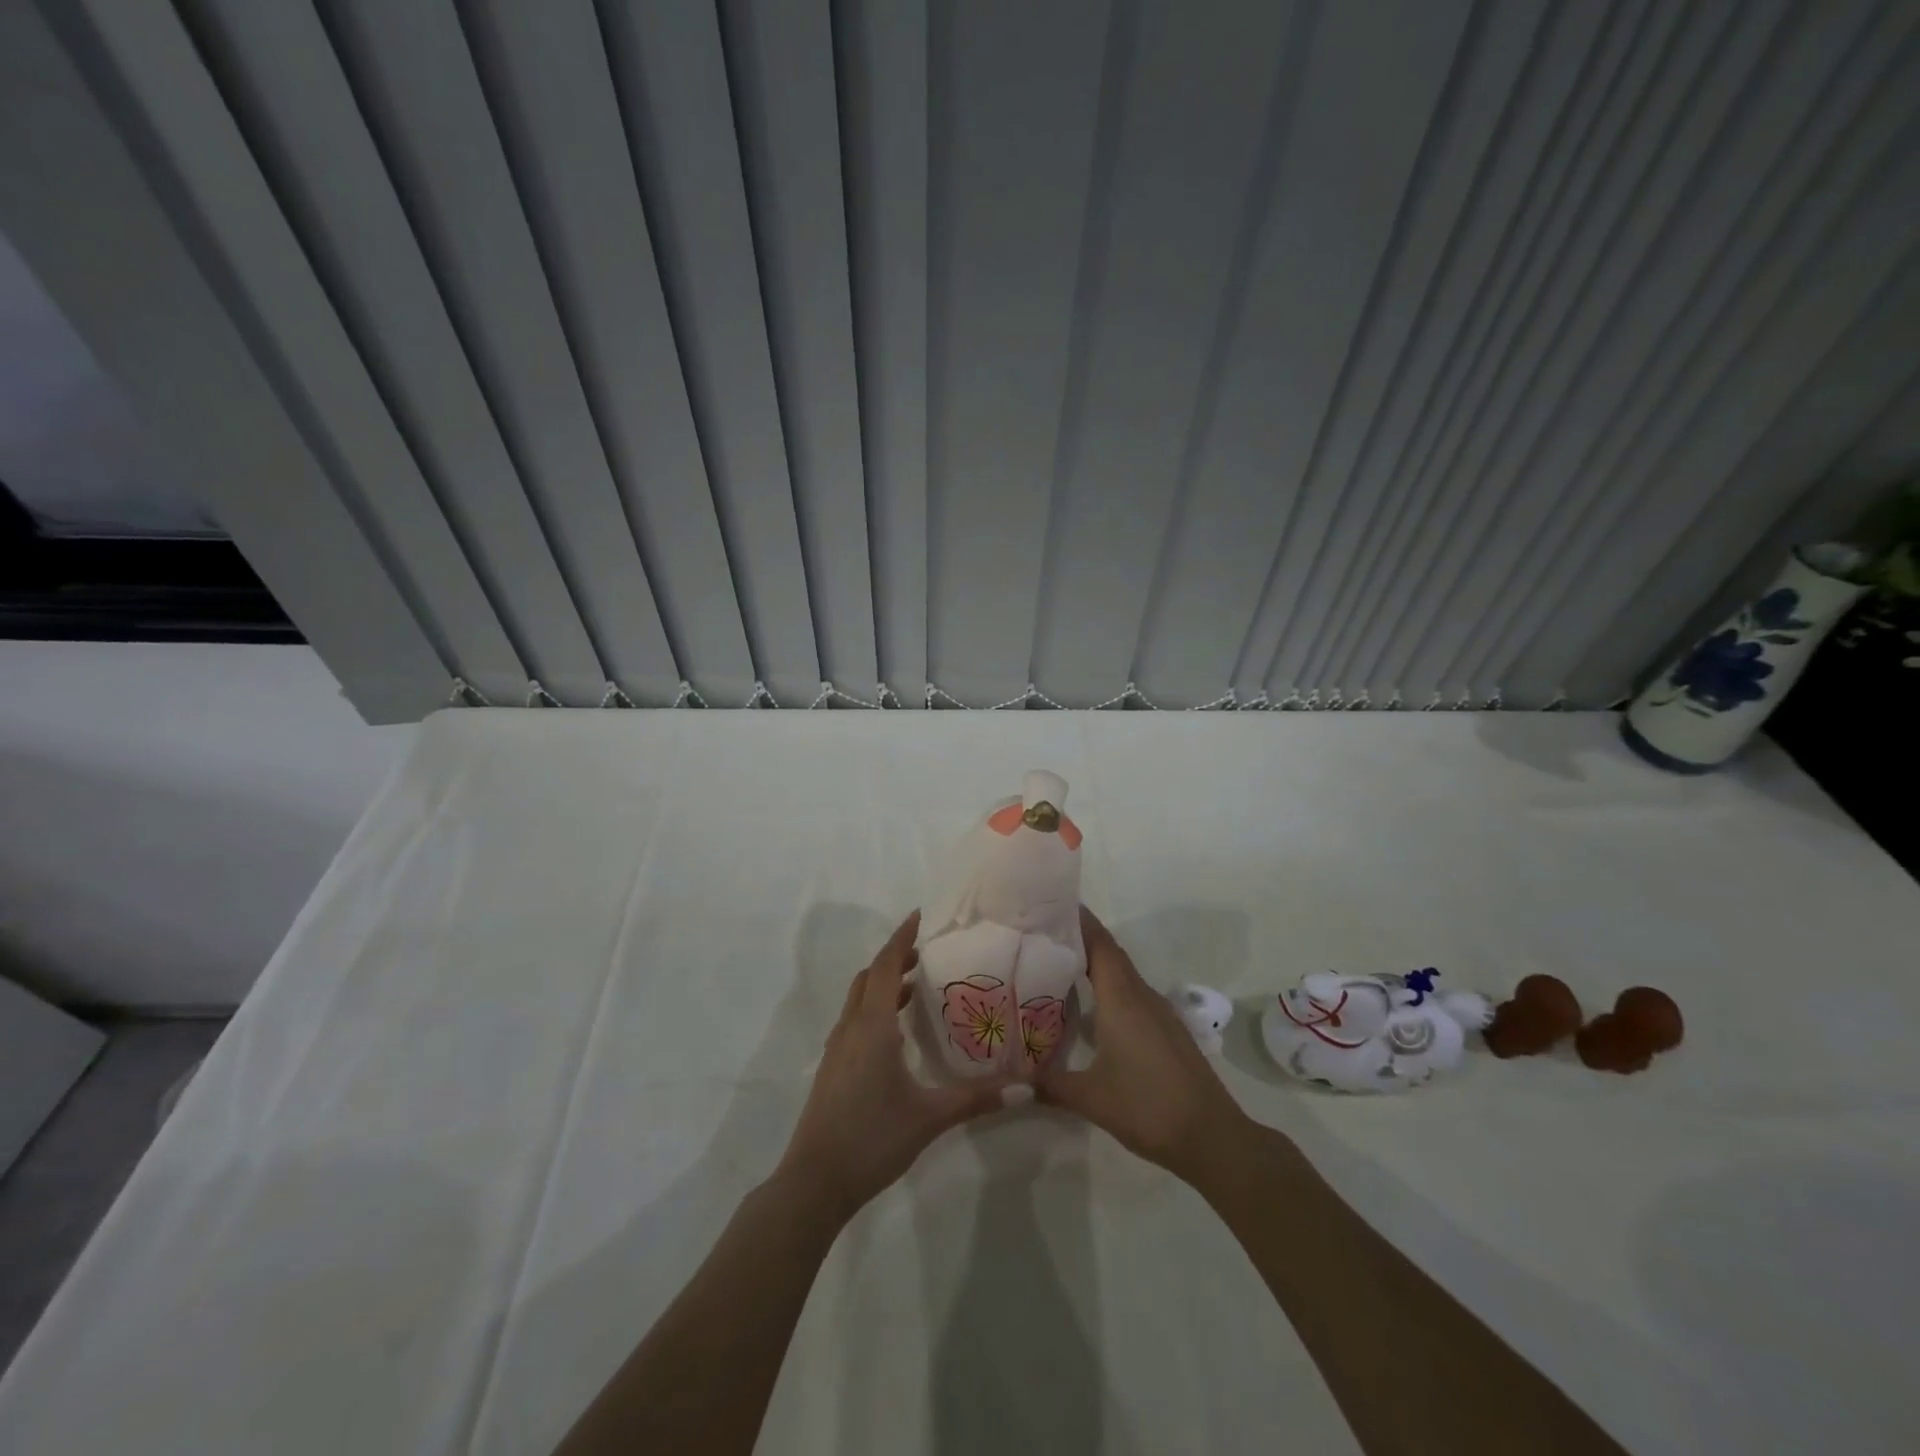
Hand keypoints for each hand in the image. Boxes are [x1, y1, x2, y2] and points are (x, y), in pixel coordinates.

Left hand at [773, 911, 1012, 1223]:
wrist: (814, 1182)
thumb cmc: (872, 1138)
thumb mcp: (929, 1117)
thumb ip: (976, 1099)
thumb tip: (1025, 1086)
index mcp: (872, 1026)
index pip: (884, 966)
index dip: (901, 938)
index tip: (920, 916)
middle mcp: (851, 1028)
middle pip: (869, 977)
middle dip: (894, 959)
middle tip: (926, 954)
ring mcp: (837, 1049)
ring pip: (858, 999)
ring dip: (883, 984)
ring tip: (914, 987)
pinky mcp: (833, 1068)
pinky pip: (854, 1020)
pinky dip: (874, 1008)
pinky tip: (896, 1034)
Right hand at [1039, 907, 1256, 1185]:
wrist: (1212, 1137)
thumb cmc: (1147, 1107)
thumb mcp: (1090, 1098)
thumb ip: (1050, 1085)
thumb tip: (1015, 1080)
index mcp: (1122, 998)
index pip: (1099, 944)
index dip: (1078, 920)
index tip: (1051, 904)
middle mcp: (1141, 996)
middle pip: (1109, 953)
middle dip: (1080, 938)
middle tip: (1043, 933)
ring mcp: (1158, 1013)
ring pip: (1122, 975)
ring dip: (1095, 964)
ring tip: (1059, 964)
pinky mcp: (1167, 1031)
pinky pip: (1132, 995)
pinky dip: (1109, 988)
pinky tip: (1092, 1008)